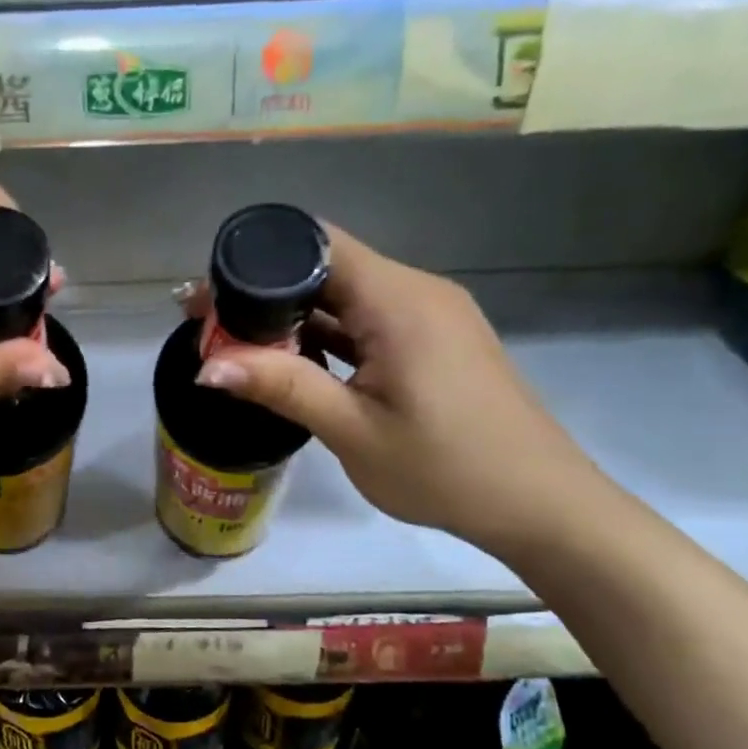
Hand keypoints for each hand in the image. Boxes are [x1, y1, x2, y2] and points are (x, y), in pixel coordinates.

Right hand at [187, 224, 606, 554]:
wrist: (540, 505)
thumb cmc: (447, 469)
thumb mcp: (354, 431)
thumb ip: (282, 387)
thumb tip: (207, 367)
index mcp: (399, 301)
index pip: (317, 244)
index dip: (258, 260)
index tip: (210, 293)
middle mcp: (417, 291)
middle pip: (328, 268)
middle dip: (266, 293)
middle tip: (209, 324)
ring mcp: (430, 316)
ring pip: (347, 297)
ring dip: (295, 317)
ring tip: (239, 345)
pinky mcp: (435, 341)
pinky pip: (369, 321)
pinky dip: (329, 334)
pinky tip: (294, 362)